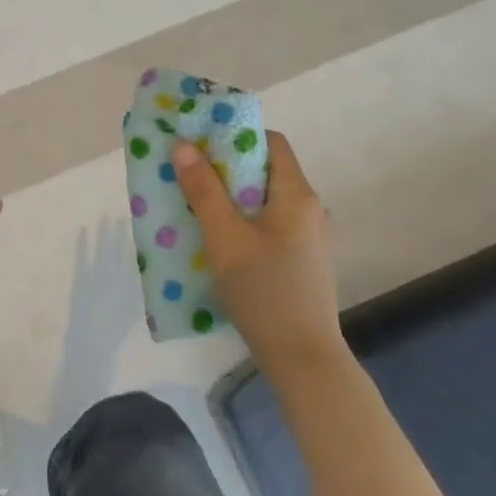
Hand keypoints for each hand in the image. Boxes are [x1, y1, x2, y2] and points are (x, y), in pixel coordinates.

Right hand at [172, 130, 345, 377]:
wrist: (303, 359)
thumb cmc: (263, 291)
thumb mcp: (224, 238)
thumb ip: (203, 191)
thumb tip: (183, 146)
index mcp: (297, 195)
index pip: (272, 143)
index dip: (236, 137)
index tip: (201, 144)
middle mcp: (311, 209)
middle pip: (267, 171)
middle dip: (227, 169)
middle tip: (190, 175)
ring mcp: (312, 238)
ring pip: (267, 202)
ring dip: (234, 198)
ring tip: (198, 208)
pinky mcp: (305, 262)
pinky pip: (272, 226)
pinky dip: (246, 222)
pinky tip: (221, 242)